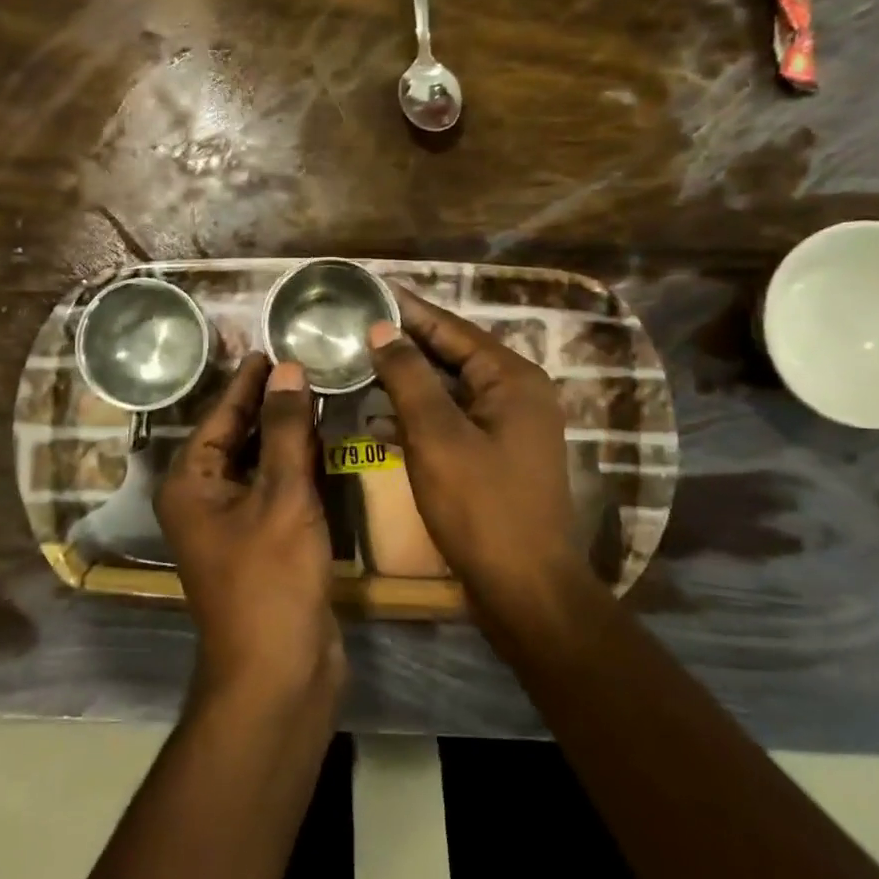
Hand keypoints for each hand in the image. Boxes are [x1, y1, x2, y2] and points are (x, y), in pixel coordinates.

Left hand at [155, 354, 344, 712]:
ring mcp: (232, 524)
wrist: (278, 674)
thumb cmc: (272, 579)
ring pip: (259, 463)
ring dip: (286, 433)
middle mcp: (204, 498)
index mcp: (192, 482)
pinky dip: (296, 467)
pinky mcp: (261, 543)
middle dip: (269, 403)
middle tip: (302, 363)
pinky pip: (276, 490)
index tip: (269, 345)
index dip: (247, 380)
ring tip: (317, 394)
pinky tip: (323, 446)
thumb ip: (284, 430)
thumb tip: (287, 369)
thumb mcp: (281, 495)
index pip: (220, 414)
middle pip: (237, 436)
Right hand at [367, 287, 578, 605]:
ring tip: (356, 364)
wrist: (526, 589)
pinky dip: (417, 417)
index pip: (451, 328)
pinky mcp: (495, 456)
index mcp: (511, 379)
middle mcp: (516, 394)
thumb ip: (408, 377)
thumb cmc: (481, 507)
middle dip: (403, 343)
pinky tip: (377, 420)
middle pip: (451, 355)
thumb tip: (383, 329)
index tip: (367, 289)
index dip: (407, 308)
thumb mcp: (437, 436)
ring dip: (406, 381)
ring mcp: (508, 428)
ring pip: (449, 390)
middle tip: (353, 327)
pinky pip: (451, 421)